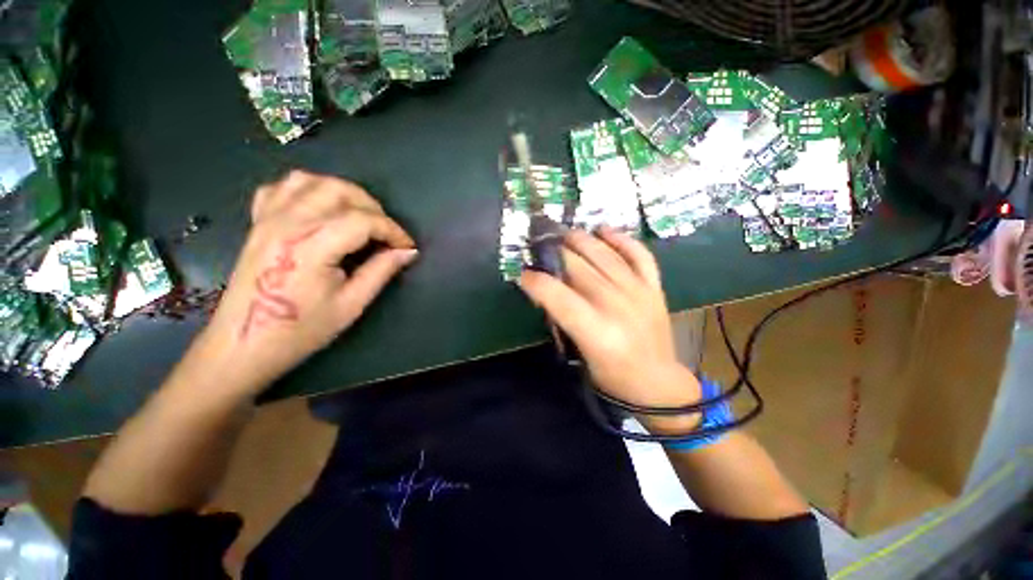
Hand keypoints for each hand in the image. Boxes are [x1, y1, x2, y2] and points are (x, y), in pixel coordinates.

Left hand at [185, 170, 417, 396]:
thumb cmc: (300, 330)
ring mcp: (268, 219)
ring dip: (343, 193)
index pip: (363, 220)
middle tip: (386, 233)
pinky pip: (282, 188)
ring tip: (359, 216)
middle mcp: (287, 224)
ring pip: (311, 181)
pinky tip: (321, 209)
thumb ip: (381, 271)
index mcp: (311, 247)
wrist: (243, 344)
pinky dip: (309, 190)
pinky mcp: (258, 222)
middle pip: (338, 191)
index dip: (393, 230)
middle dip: (373, 207)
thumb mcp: (351, 305)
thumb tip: (408, 252)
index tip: (407, 246)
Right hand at [519, 227, 700, 427]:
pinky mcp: (653, 287)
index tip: (523, 275)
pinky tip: (603, 230)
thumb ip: (563, 320)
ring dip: (581, 240)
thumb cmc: (612, 376)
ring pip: (604, 255)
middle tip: (540, 247)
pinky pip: (639, 254)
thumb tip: (547, 290)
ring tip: (565, 234)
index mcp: (596, 332)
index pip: (558, 296)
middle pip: (578, 268)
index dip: (536, 281)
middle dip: (554, 254)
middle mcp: (616, 306)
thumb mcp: (579, 354)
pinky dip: (621, 239)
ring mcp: (638, 292)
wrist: (657, 382)